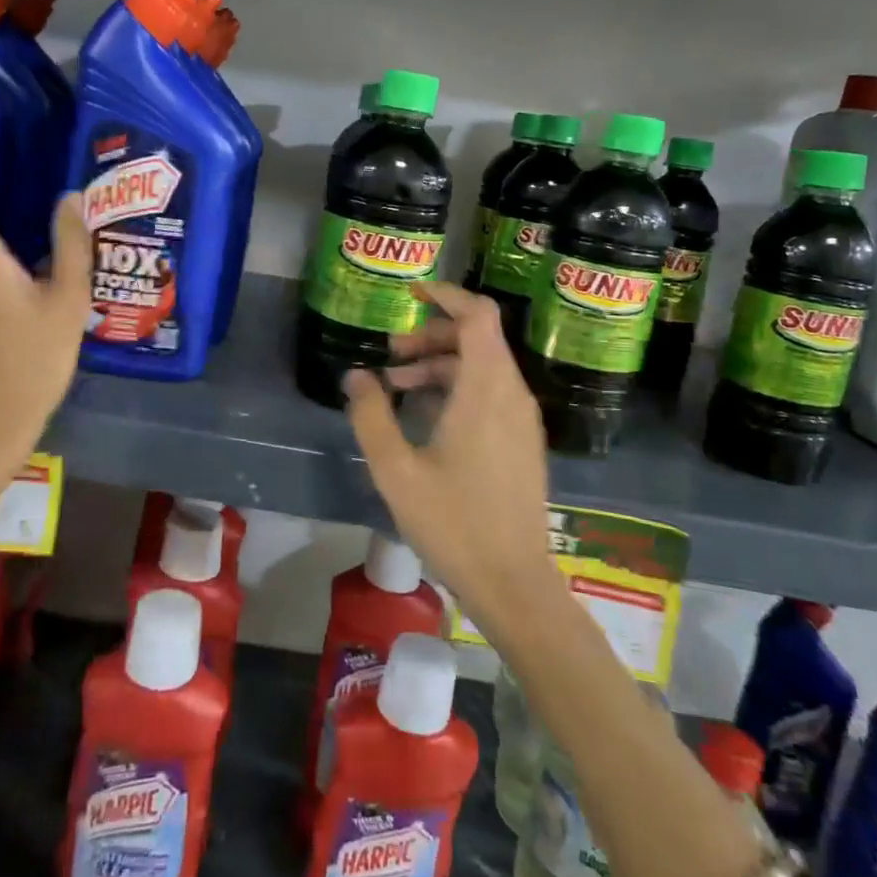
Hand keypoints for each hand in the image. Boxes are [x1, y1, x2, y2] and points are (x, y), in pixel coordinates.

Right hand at [343, 282, 559, 635]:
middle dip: (432, 333)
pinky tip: (425, 416)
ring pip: (483, 365)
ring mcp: (521, 418)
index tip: (409, 294)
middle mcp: (511, 393)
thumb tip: (355, 374)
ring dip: (440, 362)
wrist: (513, 582)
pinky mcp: (521, 440)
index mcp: (486, 389)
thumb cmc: (454, 522)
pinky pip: (490, 391)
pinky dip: (457, 386)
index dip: (446, 295)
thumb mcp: (396, 470)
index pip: (478, 315)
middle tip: (391, 352)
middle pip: (477, 337)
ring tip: (397, 386)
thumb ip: (371, 415)